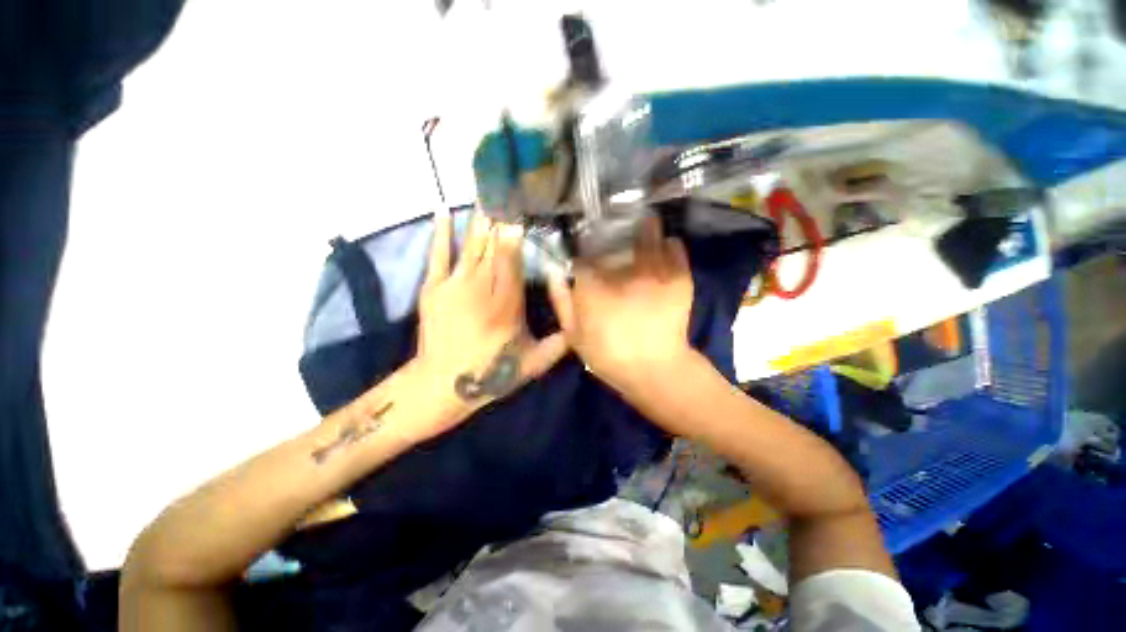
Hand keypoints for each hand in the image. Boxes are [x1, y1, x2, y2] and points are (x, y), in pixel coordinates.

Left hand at [413, 210, 567, 429]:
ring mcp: (454, 285)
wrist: (442, 384)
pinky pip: (439, 254)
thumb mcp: (534, 364)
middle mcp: (482, 288)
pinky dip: (442, 231)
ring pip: (471, 245)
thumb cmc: (491, 372)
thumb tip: (582, 324)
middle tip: (506, 192)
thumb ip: (561, 343)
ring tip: (487, 195)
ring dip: (480, 220)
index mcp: (507, 305)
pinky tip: (444, 209)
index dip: (516, 235)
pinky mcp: (433, 287)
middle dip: (500, 219)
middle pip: (493, 247)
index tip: (521, 212)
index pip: (513, 261)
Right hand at [548, 216, 695, 394]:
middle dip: (616, 229)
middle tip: (616, 231)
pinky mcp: (679, 277)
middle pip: (619, 235)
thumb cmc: (609, 353)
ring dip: (644, 229)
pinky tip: (664, 248)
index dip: (586, 245)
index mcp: (595, 284)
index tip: (588, 246)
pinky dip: (669, 245)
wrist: (654, 369)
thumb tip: (553, 272)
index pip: (586, 251)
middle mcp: (623, 271)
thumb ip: (561, 301)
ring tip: (642, 227)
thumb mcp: (574, 334)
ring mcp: (654, 271)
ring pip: (649, 234)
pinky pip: (675, 247)